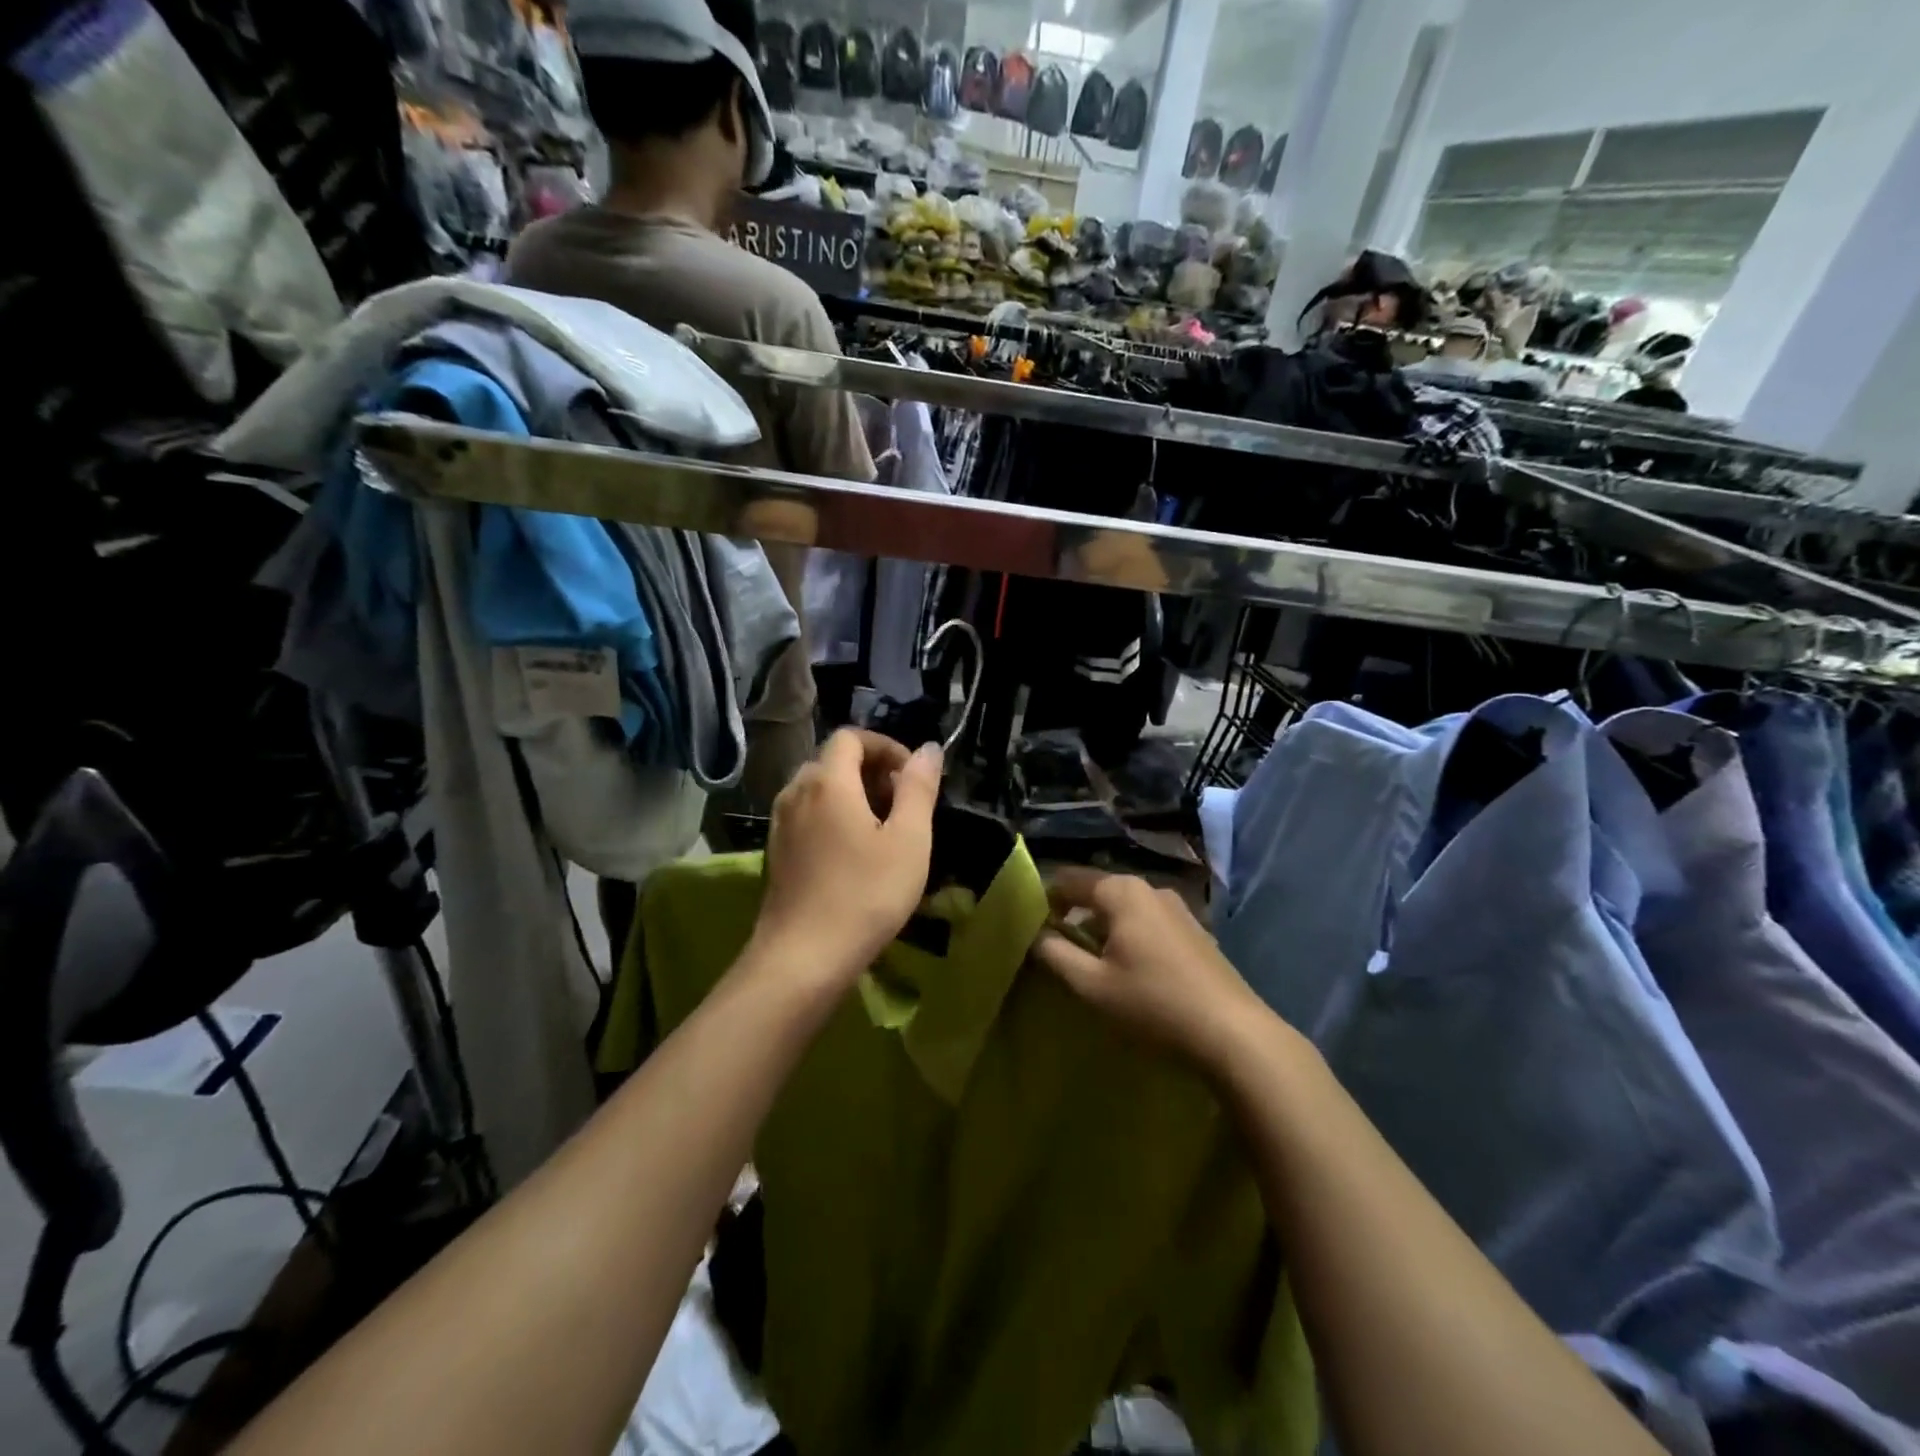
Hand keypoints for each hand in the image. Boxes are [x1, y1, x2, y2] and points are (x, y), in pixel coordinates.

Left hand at [751, 729, 943, 987]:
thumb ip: (919, 788)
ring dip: (852, 795)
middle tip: (903, 805)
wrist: (802, 959)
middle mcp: (796, 792)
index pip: (852, 737)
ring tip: (882, 831)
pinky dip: (832, 817)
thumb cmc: (865, 895)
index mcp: (828, 781)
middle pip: (833, 760)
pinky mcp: (775, 851)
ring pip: (818, 789)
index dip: (886, 746)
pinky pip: (807, 814)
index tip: (912, 777)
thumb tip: (928, 749)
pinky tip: (853, 854)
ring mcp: (780, 823)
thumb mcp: (909, 840)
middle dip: (871, 771)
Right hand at [1034, 868, 1268, 1071]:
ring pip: (1124, 908)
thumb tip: (1034, 934)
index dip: (1045, 900)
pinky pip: (1148, 922)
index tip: (1030, 928)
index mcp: (1121, 892)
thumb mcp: (1092, 985)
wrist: (1234, 1033)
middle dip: (1074, 915)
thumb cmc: (1154, 1004)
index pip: (1068, 880)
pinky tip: (1131, 969)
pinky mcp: (1194, 930)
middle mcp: (1150, 888)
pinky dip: (1129, 936)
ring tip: (1091, 962)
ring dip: (1102, 927)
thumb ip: (1055, 954)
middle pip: (1098, 892)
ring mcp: (1177, 907)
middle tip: (1056, 948)